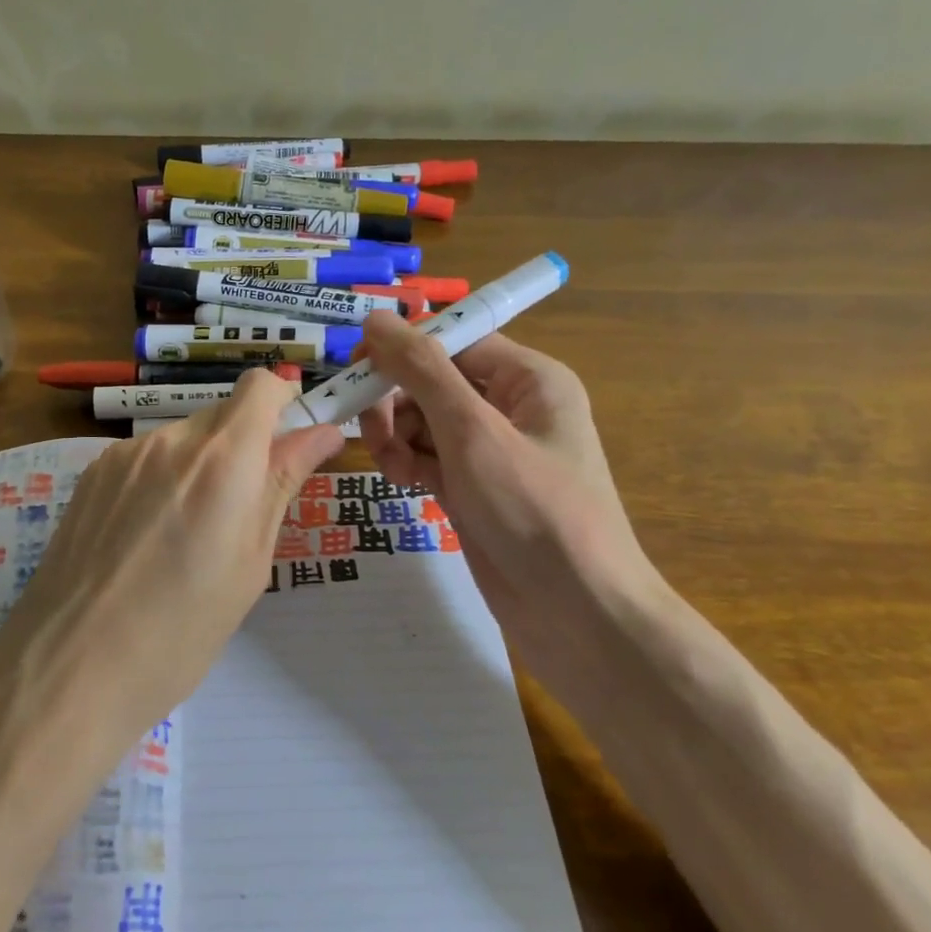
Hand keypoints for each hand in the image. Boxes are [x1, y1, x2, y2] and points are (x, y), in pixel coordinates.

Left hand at [0, 369, 344, 762]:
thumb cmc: (180, 632)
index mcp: (221, 459)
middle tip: (242, 513)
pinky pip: (144, 461)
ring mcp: (121, 456)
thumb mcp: (249, 563)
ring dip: (201, 469)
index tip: (292, 444)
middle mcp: (169, 441)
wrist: (68, 670)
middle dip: (244, 448)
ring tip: (187, 540)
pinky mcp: (90, 477)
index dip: (284, 404)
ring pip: (182, 441)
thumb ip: (282, 484)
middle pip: (223, 415)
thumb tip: (322, 432)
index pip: (261, 386)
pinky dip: (161, 483)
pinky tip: (147, 541)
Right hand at [356, 311, 662, 699]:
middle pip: (432, 381)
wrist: (576, 613)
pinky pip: (427, 457)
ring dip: (398, 438)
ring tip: (395, 472)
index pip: (453, 341)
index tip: (354, 367)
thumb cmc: (533, 510)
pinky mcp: (473, 487)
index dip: (402, 349)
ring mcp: (490, 450)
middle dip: (397, 404)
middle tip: (375, 436)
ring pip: (422, 421)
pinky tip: (405, 487)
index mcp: (528, 379)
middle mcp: (510, 406)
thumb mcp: (474, 433)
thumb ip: (422, 372)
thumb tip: (375, 319)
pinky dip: (409, 465)